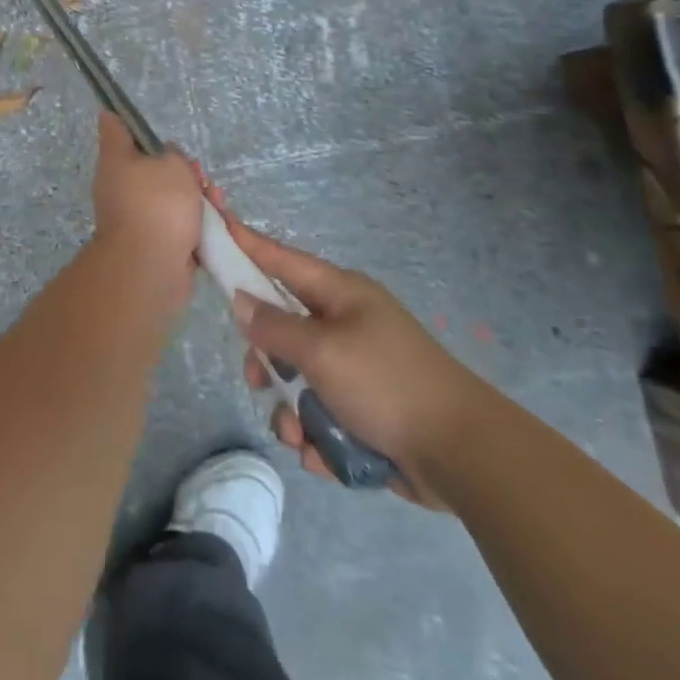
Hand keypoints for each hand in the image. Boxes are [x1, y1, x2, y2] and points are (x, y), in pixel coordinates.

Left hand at [90, 113, 201, 306]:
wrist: (151, 267)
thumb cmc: (158, 204)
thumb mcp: (173, 164)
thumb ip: (173, 154)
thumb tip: (166, 160)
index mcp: (116, 160)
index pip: (114, 127)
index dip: (124, 116)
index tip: (135, 112)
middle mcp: (120, 185)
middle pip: (152, 165)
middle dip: (183, 168)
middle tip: (198, 176)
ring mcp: (136, 215)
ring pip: (170, 195)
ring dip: (196, 196)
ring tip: (215, 202)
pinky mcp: (154, 240)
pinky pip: (177, 222)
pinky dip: (196, 221)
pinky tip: (217, 223)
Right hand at [209, 187, 482, 506]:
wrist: (460, 453)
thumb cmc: (386, 383)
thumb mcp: (322, 351)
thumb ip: (275, 326)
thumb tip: (242, 300)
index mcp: (340, 295)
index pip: (282, 260)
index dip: (248, 244)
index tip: (218, 224)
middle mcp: (345, 325)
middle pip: (283, 329)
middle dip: (267, 361)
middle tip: (258, 379)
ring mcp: (356, 369)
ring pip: (297, 381)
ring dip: (292, 412)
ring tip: (303, 435)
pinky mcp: (364, 411)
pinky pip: (320, 416)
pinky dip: (318, 437)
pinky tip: (327, 455)